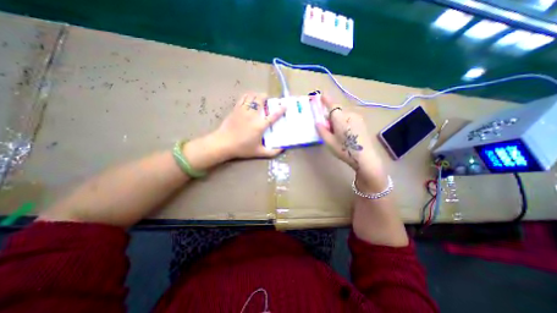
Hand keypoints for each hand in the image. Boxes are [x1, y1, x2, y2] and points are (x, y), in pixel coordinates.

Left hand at [211, 91, 283, 157]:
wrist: (223, 143)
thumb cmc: (242, 148)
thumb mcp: (258, 153)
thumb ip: (272, 152)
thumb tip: (282, 149)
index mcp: (259, 126)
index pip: (273, 116)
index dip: (280, 110)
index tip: (285, 105)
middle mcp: (252, 115)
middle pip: (260, 100)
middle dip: (266, 97)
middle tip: (268, 100)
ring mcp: (243, 111)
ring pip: (251, 96)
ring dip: (257, 95)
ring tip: (259, 98)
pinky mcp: (235, 109)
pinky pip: (242, 98)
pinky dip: (248, 96)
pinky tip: (249, 98)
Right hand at [315, 93, 388, 190]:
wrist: (365, 157)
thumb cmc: (344, 149)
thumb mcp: (329, 142)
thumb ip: (322, 130)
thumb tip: (318, 122)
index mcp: (340, 118)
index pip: (331, 106)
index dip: (326, 100)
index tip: (321, 94)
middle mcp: (349, 114)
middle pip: (337, 111)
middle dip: (331, 116)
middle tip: (328, 128)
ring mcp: (357, 118)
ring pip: (344, 115)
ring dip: (338, 120)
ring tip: (338, 133)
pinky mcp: (362, 122)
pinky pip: (350, 118)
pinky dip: (345, 122)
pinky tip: (346, 133)